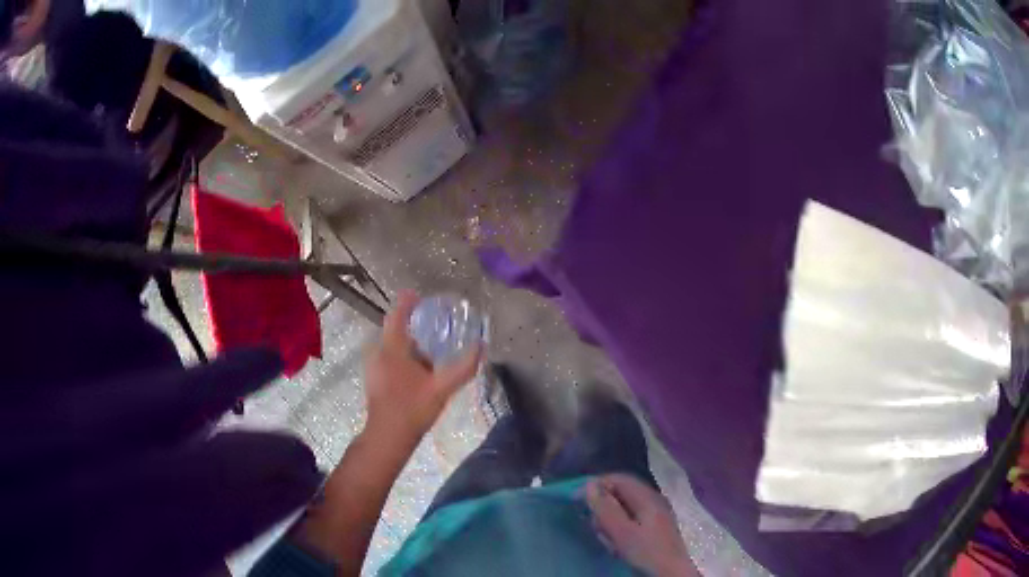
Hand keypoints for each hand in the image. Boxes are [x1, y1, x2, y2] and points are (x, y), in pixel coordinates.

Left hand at [364, 291, 482, 443]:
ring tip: (430, 351)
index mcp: (392, 349)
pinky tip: (418, 371)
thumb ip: (462, 368)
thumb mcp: (441, 388)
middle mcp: (378, 352)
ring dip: (409, 345)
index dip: (406, 302)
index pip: (396, 315)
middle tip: (434, 327)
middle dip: (412, 326)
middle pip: (394, 330)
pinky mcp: (374, 379)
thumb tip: (481, 347)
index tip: (418, 295)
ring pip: (392, 346)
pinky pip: (388, 358)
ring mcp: (373, 366)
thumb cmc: (412, 409)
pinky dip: (403, 357)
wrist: (388, 436)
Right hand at [587, 474, 699, 576]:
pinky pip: (631, 521)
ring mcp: (656, 514)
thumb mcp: (622, 532)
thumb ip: (605, 508)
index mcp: (647, 497)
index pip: (618, 479)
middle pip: (621, 494)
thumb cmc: (647, 552)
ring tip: (608, 540)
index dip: (596, 486)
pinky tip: (617, 546)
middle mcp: (653, 500)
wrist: (671, 573)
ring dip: (610, 522)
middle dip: (603, 509)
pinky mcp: (655, 528)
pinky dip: (619, 530)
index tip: (577, 500)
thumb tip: (589, 484)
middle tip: (596, 527)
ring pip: (624, 509)